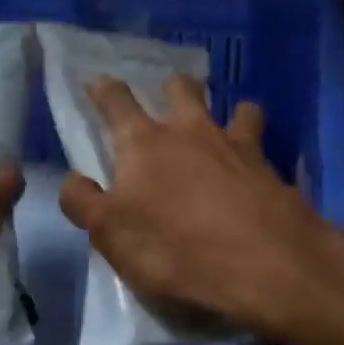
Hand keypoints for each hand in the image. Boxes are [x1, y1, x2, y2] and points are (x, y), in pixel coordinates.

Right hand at [57, 74, 343, 343]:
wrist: (265, 264)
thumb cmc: (175, 249)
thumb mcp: (111, 235)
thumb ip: (84, 203)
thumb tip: (71, 180)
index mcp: (144, 143)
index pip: (117, 102)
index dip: (104, 89)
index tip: (98, 80)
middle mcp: (190, 130)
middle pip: (180, 89)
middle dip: (172, 87)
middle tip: (169, 96)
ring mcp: (236, 145)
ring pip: (234, 108)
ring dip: (228, 111)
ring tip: (229, 122)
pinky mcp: (272, 168)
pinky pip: (264, 146)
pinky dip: (259, 149)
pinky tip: (259, 168)